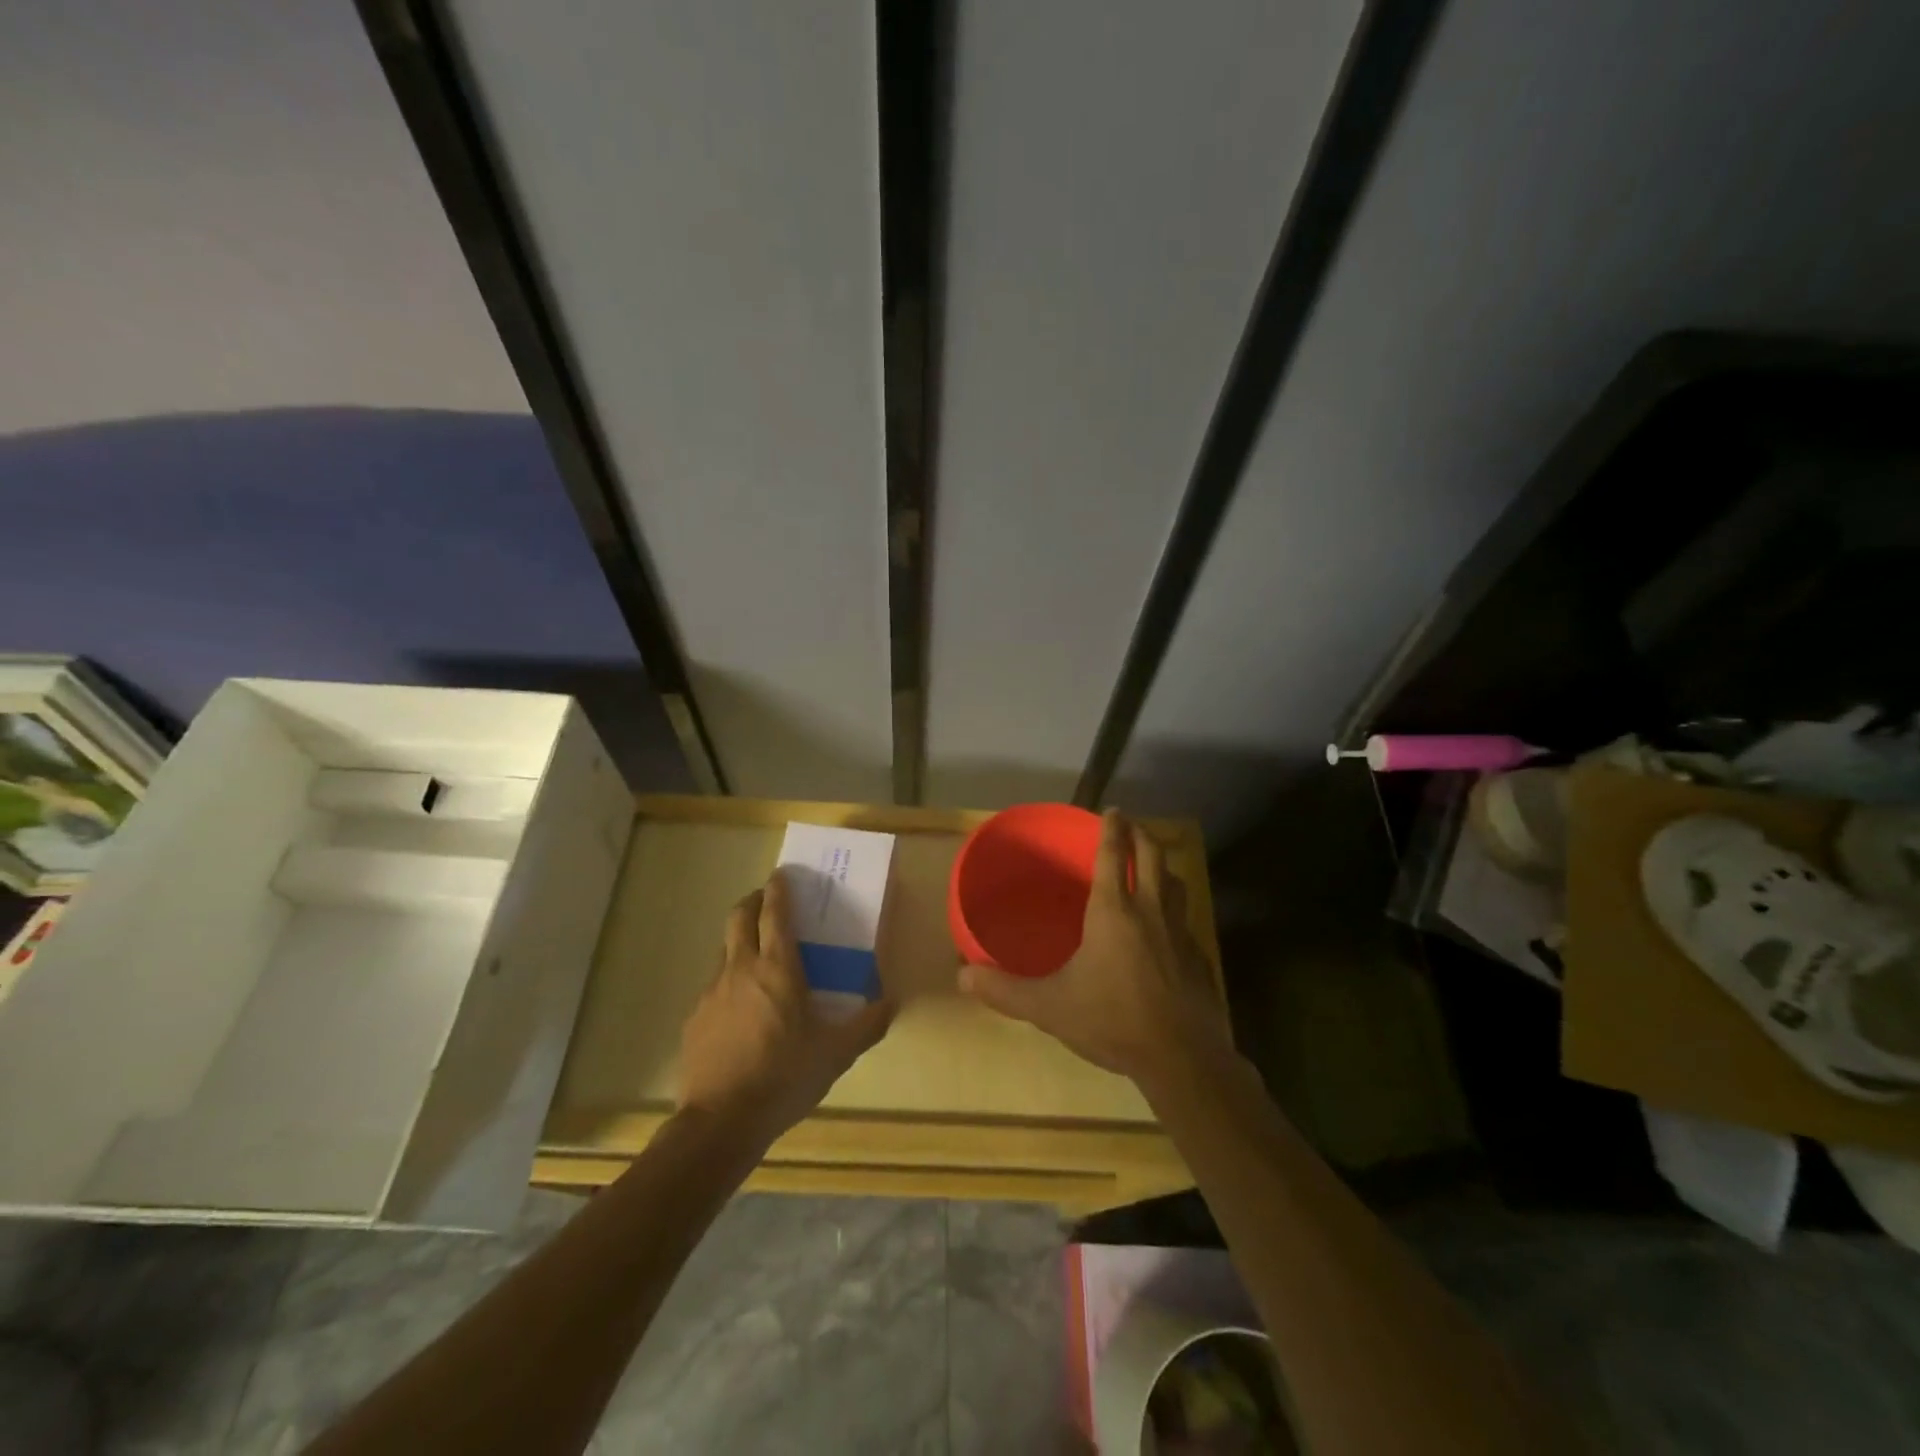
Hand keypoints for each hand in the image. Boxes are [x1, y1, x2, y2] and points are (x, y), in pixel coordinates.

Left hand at [678, 869, 893, 1143]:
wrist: (721, 1121)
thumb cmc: (784, 1077)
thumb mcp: (836, 1053)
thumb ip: (867, 1024)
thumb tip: (891, 1002)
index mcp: (778, 969)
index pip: (774, 914)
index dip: (778, 890)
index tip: (782, 874)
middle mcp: (741, 969)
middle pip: (739, 917)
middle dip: (752, 900)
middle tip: (766, 899)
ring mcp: (712, 992)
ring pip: (724, 949)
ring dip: (740, 939)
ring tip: (757, 954)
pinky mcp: (695, 1018)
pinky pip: (714, 985)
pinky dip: (729, 979)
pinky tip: (740, 1007)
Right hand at [959, 810, 1231, 1089]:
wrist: (1180, 1058)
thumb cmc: (1111, 1020)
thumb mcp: (1049, 1006)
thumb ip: (1005, 990)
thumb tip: (963, 975)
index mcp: (1113, 911)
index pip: (1113, 856)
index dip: (1112, 830)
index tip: (1112, 811)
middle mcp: (1150, 911)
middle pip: (1151, 857)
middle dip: (1141, 835)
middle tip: (1131, 825)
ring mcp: (1180, 933)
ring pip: (1175, 883)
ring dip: (1163, 865)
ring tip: (1153, 863)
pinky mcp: (1198, 958)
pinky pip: (1187, 918)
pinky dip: (1177, 907)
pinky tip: (1170, 926)